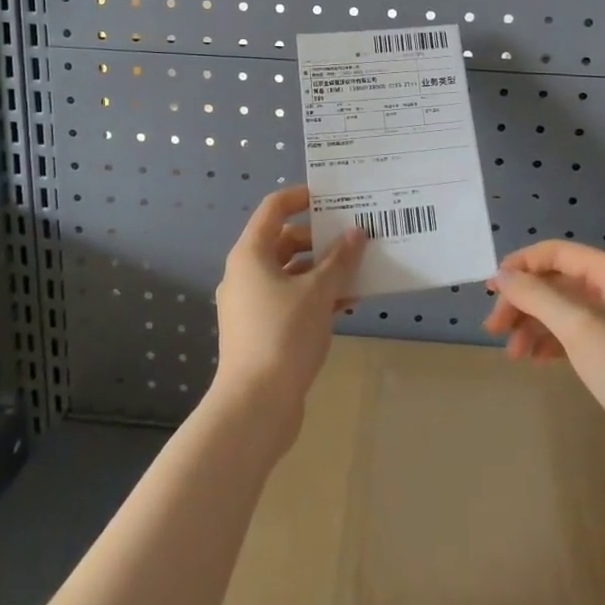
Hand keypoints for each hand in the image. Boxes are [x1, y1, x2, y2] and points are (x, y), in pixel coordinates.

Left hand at [211, 185, 364, 448]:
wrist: (255, 406)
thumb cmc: (283, 335)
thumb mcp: (318, 292)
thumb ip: (339, 260)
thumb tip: (356, 234)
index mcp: (250, 254)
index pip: (273, 208)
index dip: (300, 197)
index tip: (331, 198)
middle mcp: (245, 273)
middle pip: (284, 241)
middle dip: (320, 238)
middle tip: (355, 237)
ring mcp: (250, 304)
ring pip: (290, 273)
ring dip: (322, 270)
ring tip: (358, 271)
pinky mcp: (260, 330)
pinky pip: (290, 300)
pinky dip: (315, 297)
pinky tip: (346, 304)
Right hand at [484, 240, 604, 484]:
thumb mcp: (576, 325)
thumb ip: (535, 295)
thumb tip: (501, 275)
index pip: (558, 253)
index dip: (522, 265)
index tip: (492, 288)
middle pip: (557, 283)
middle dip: (523, 301)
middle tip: (494, 327)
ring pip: (561, 311)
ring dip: (532, 324)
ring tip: (512, 352)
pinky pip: (571, 335)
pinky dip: (549, 342)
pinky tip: (534, 358)